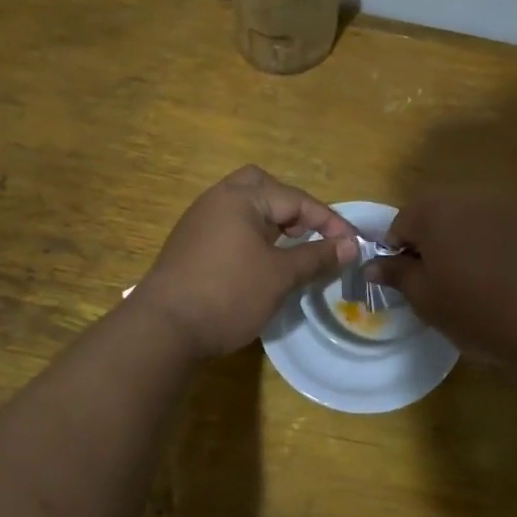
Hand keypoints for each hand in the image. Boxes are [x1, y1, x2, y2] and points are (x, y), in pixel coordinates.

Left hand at [131, 166, 357, 358]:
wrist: (163, 329)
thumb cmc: (228, 294)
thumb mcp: (280, 276)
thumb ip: (317, 256)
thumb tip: (350, 246)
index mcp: (241, 197)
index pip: (296, 199)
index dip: (329, 221)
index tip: (353, 245)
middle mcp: (218, 199)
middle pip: (264, 187)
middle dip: (292, 208)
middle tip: (306, 235)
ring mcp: (200, 221)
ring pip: (244, 207)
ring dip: (271, 223)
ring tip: (288, 251)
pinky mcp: (190, 244)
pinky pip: (229, 226)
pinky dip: (251, 236)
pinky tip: (259, 264)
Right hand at [371, 190, 516, 362]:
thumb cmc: (478, 310)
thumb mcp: (426, 299)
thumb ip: (396, 275)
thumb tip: (372, 265)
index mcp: (434, 209)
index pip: (399, 224)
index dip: (398, 255)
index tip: (410, 284)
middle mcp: (468, 195)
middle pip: (434, 215)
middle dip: (430, 244)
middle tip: (437, 284)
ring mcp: (504, 205)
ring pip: (467, 220)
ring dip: (460, 243)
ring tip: (470, 282)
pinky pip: (496, 229)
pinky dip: (490, 246)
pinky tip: (500, 278)